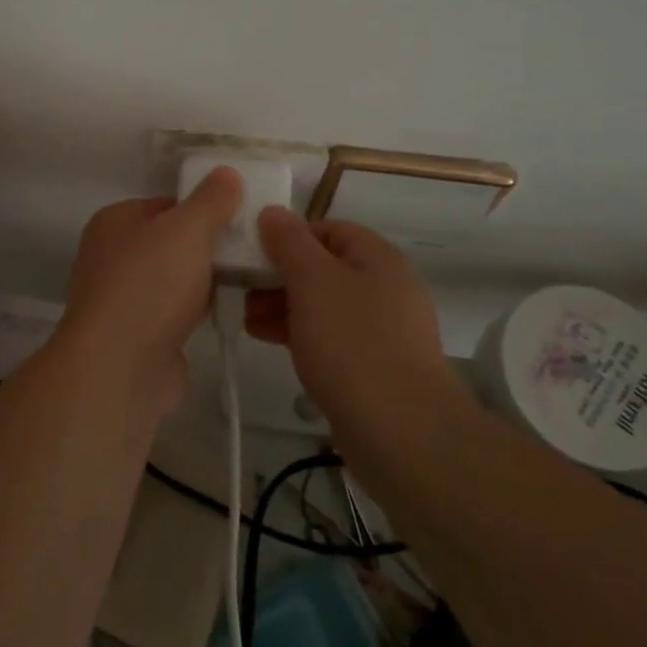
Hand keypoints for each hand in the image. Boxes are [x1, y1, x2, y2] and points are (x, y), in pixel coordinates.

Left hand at [59, 167, 243, 406]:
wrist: (119, 369)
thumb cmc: (149, 285)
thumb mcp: (187, 230)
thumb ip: (211, 201)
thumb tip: (227, 173)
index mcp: (115, 222)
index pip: (167, 204)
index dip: (204, 208)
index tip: (242, 216)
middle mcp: (112, 256)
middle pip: (172, 241)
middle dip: (209, 246)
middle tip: (252, 248)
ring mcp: (123, 299)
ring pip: (175, 278)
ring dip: (206, 280)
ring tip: (249, 278)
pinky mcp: (138, 337)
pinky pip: (176, 312)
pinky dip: (198, 310)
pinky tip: (229, 311)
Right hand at [245, 208, 472, 444]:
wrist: (403, 433)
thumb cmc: (353, 343)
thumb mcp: (312, 280)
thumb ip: (289, 242)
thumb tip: (273, 212)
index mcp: (377, 257)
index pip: (327, 229)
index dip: (288, 237)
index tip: (253, 256)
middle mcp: (386, 287)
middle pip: (324, 267)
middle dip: (280, 276)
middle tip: (243, 292)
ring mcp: (383, 330)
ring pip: (324, 305)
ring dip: (284, 307)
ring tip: (249, 322)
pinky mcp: (376, 367)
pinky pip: (332, 338)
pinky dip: (302, 335)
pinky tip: (273, 345)